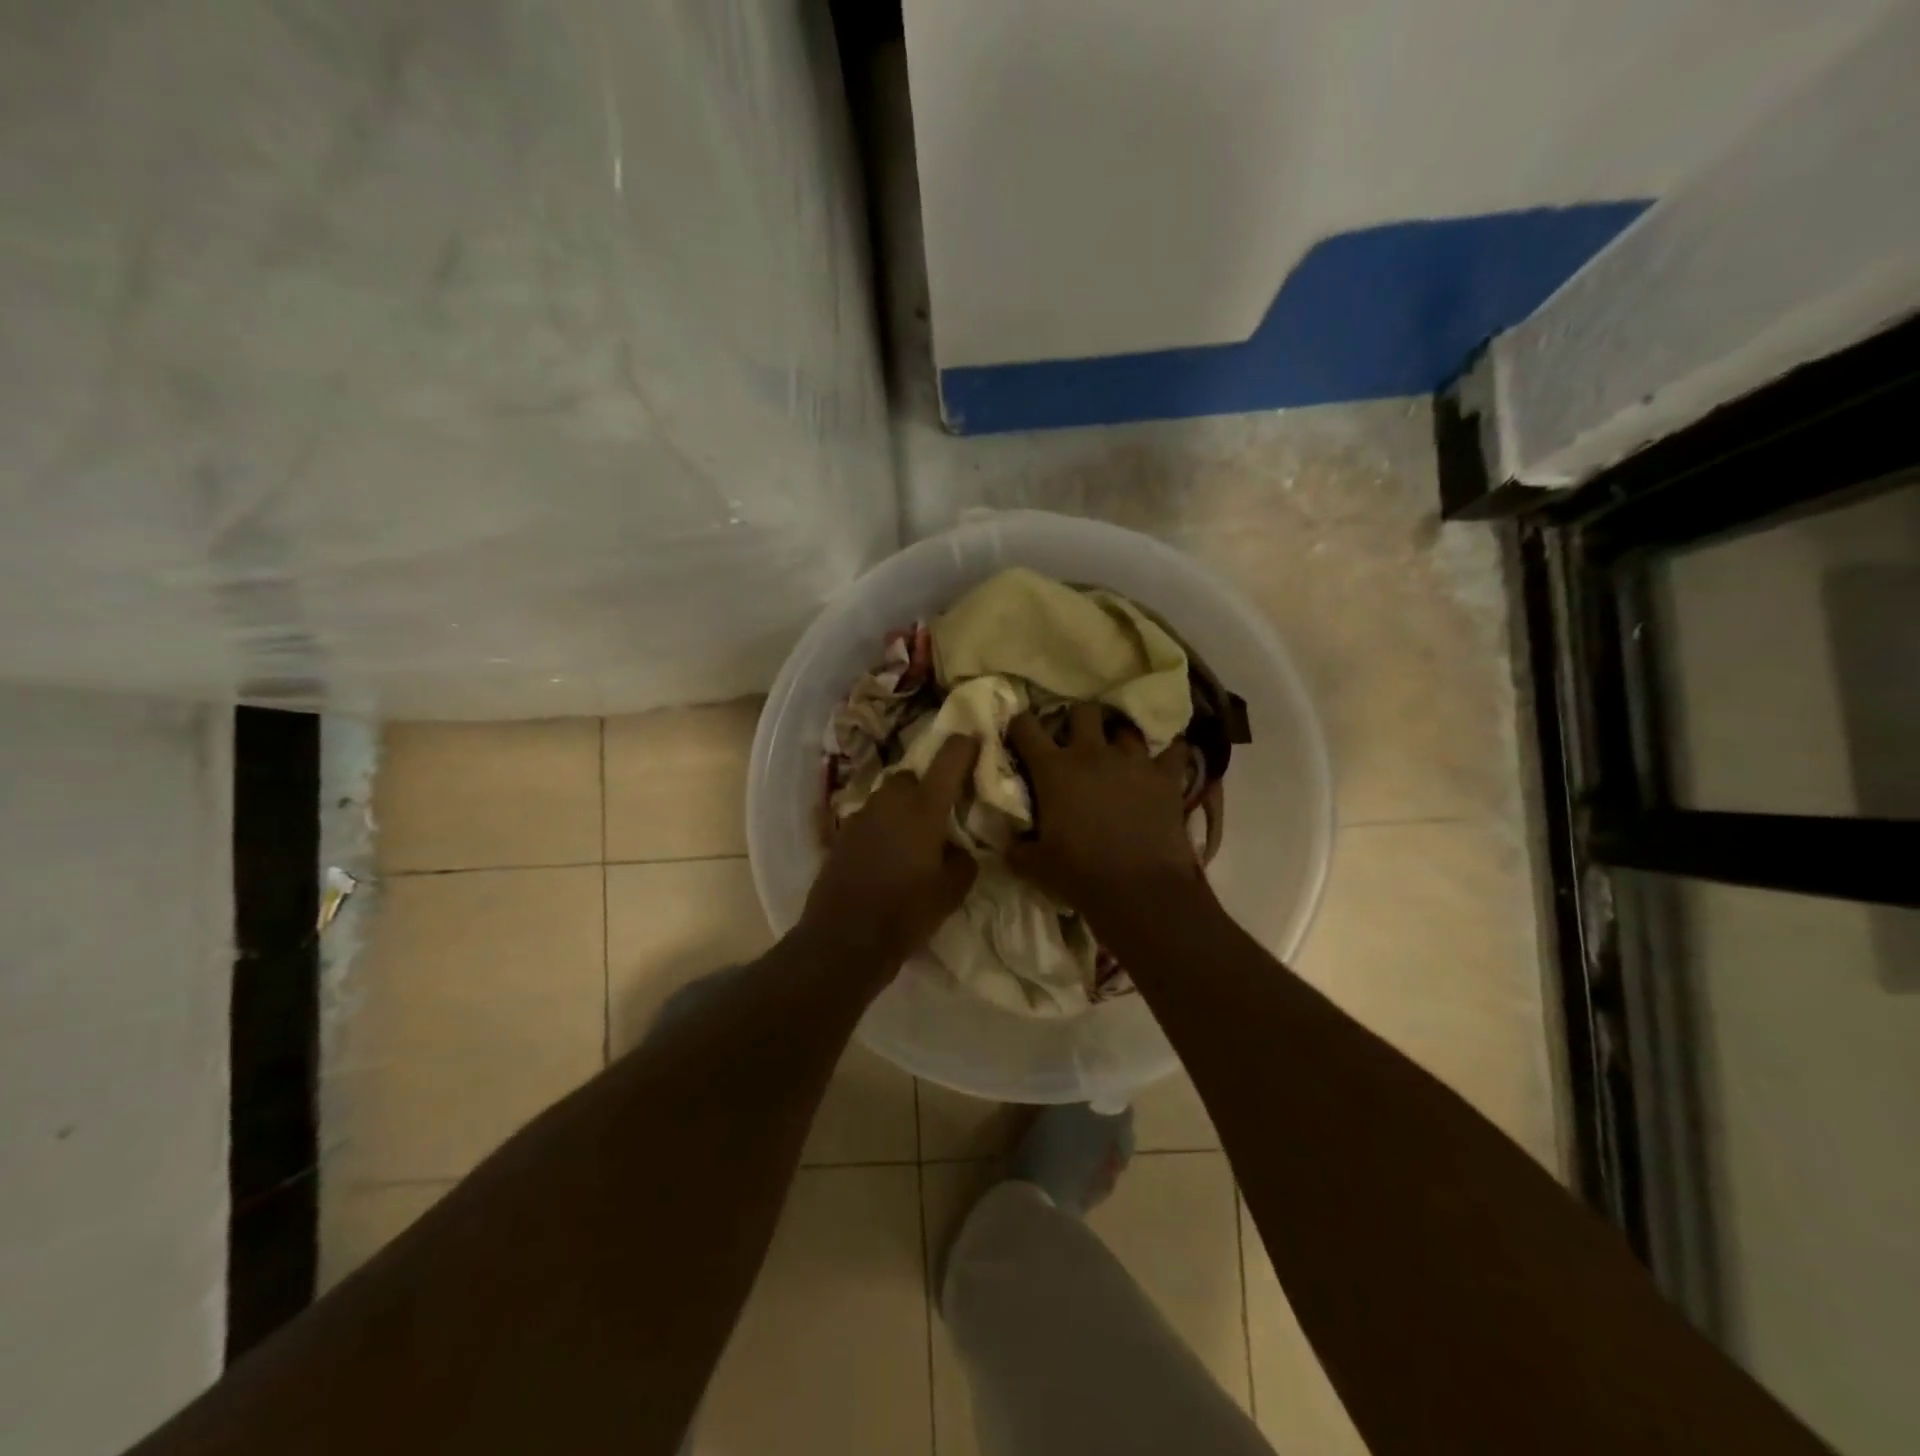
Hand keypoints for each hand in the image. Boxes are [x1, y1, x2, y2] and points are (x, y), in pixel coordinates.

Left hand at [798, 734, 981, 969]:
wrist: (844, 938)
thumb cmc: (906, 912)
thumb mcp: (952, 891)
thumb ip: (963, 860)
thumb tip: (958, 848)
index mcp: (923, 808)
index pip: (948, 759)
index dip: (963, 745)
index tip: (974, 739)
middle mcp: (890, 801)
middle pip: (911, 775)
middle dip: (927, 783)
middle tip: (941, 808)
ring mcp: (861, 816)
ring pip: (888, 796)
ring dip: (902, 805)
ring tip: (914, 835)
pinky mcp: (841, 835)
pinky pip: (870, 818)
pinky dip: (883, 826)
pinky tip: (889, 853)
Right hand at [1006, 705, 1201, 921]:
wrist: (1139, 891)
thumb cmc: (1080, 875)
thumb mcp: (1034, 866)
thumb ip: (1016, 848)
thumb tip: (1008, 843)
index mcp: (1054, 770)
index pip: (1026, 727)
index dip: (1020, 726)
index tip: (1020, 735)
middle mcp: (1092, 753)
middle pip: (1083, 711)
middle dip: (1077, 721)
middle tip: (1076, 741)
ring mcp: (1133, 761)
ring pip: (1126, 729)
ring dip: (1119, 739)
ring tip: (1119, 756)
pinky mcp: (1166, 777)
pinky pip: (1174, 750)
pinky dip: (1169, 754)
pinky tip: (1164, 763)